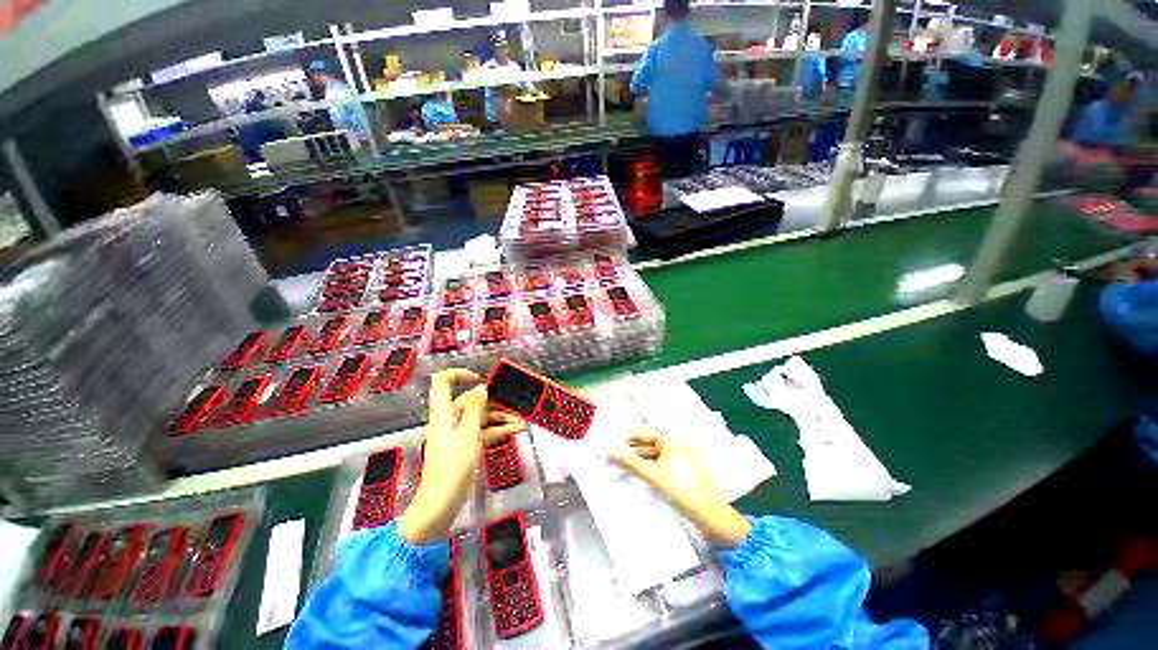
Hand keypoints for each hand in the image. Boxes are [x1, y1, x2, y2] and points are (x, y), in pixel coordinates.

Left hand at [398, 369, 523, 543]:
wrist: (440, 505)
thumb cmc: (452, 467)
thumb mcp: (468, 434)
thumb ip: (475, 409)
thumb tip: (480, 387)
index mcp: (444, 413)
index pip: (442, 383)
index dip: (459, 374)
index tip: (480, 378)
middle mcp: (449, 420)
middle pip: (469, 401)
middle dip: (492, 402)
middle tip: (514, 405)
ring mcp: (457, 434)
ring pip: (479, 418)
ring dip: (499, 418)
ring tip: (520, 423)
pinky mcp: (464, 447)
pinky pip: (481, 432)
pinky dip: (496, 431)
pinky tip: (514, 432)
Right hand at [610, 430, 750, 546]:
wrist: (710, 515)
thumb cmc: (682, 489)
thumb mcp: (652, 474)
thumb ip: (629, 461)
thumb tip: (609, 452)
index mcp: (669, 437)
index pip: (639, 433)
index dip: (623, 440)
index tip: (607, 447)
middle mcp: (673, 442)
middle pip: (644, 444)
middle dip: (629, 451)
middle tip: (609, 459)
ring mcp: (677, 456)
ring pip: (650, 455)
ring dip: (637, 461)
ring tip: (620, 468)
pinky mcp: (679, 469)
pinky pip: (657, 464)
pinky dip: (647, 468)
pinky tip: (637, 476)